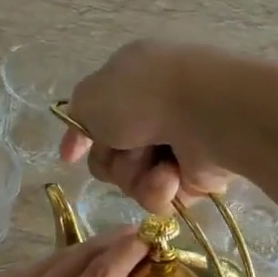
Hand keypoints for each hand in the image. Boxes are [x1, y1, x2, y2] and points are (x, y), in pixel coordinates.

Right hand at [60, 41, 233, 213]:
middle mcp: (154, 110)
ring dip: (136, 176)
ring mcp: (177, 143)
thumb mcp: (91, 95)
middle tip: (125, 148)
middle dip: (111, 159)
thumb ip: (76, 114)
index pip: (97, 113)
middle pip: (110, 155)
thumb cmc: (144, 96)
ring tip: (157, 164)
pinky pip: (160, 196)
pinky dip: (161, 189)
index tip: (70, 157)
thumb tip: (80, 136)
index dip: (81, 137)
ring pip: (132, 179)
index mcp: (132, 80)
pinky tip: (173, 176)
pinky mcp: (196, 175)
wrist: (207, 114)